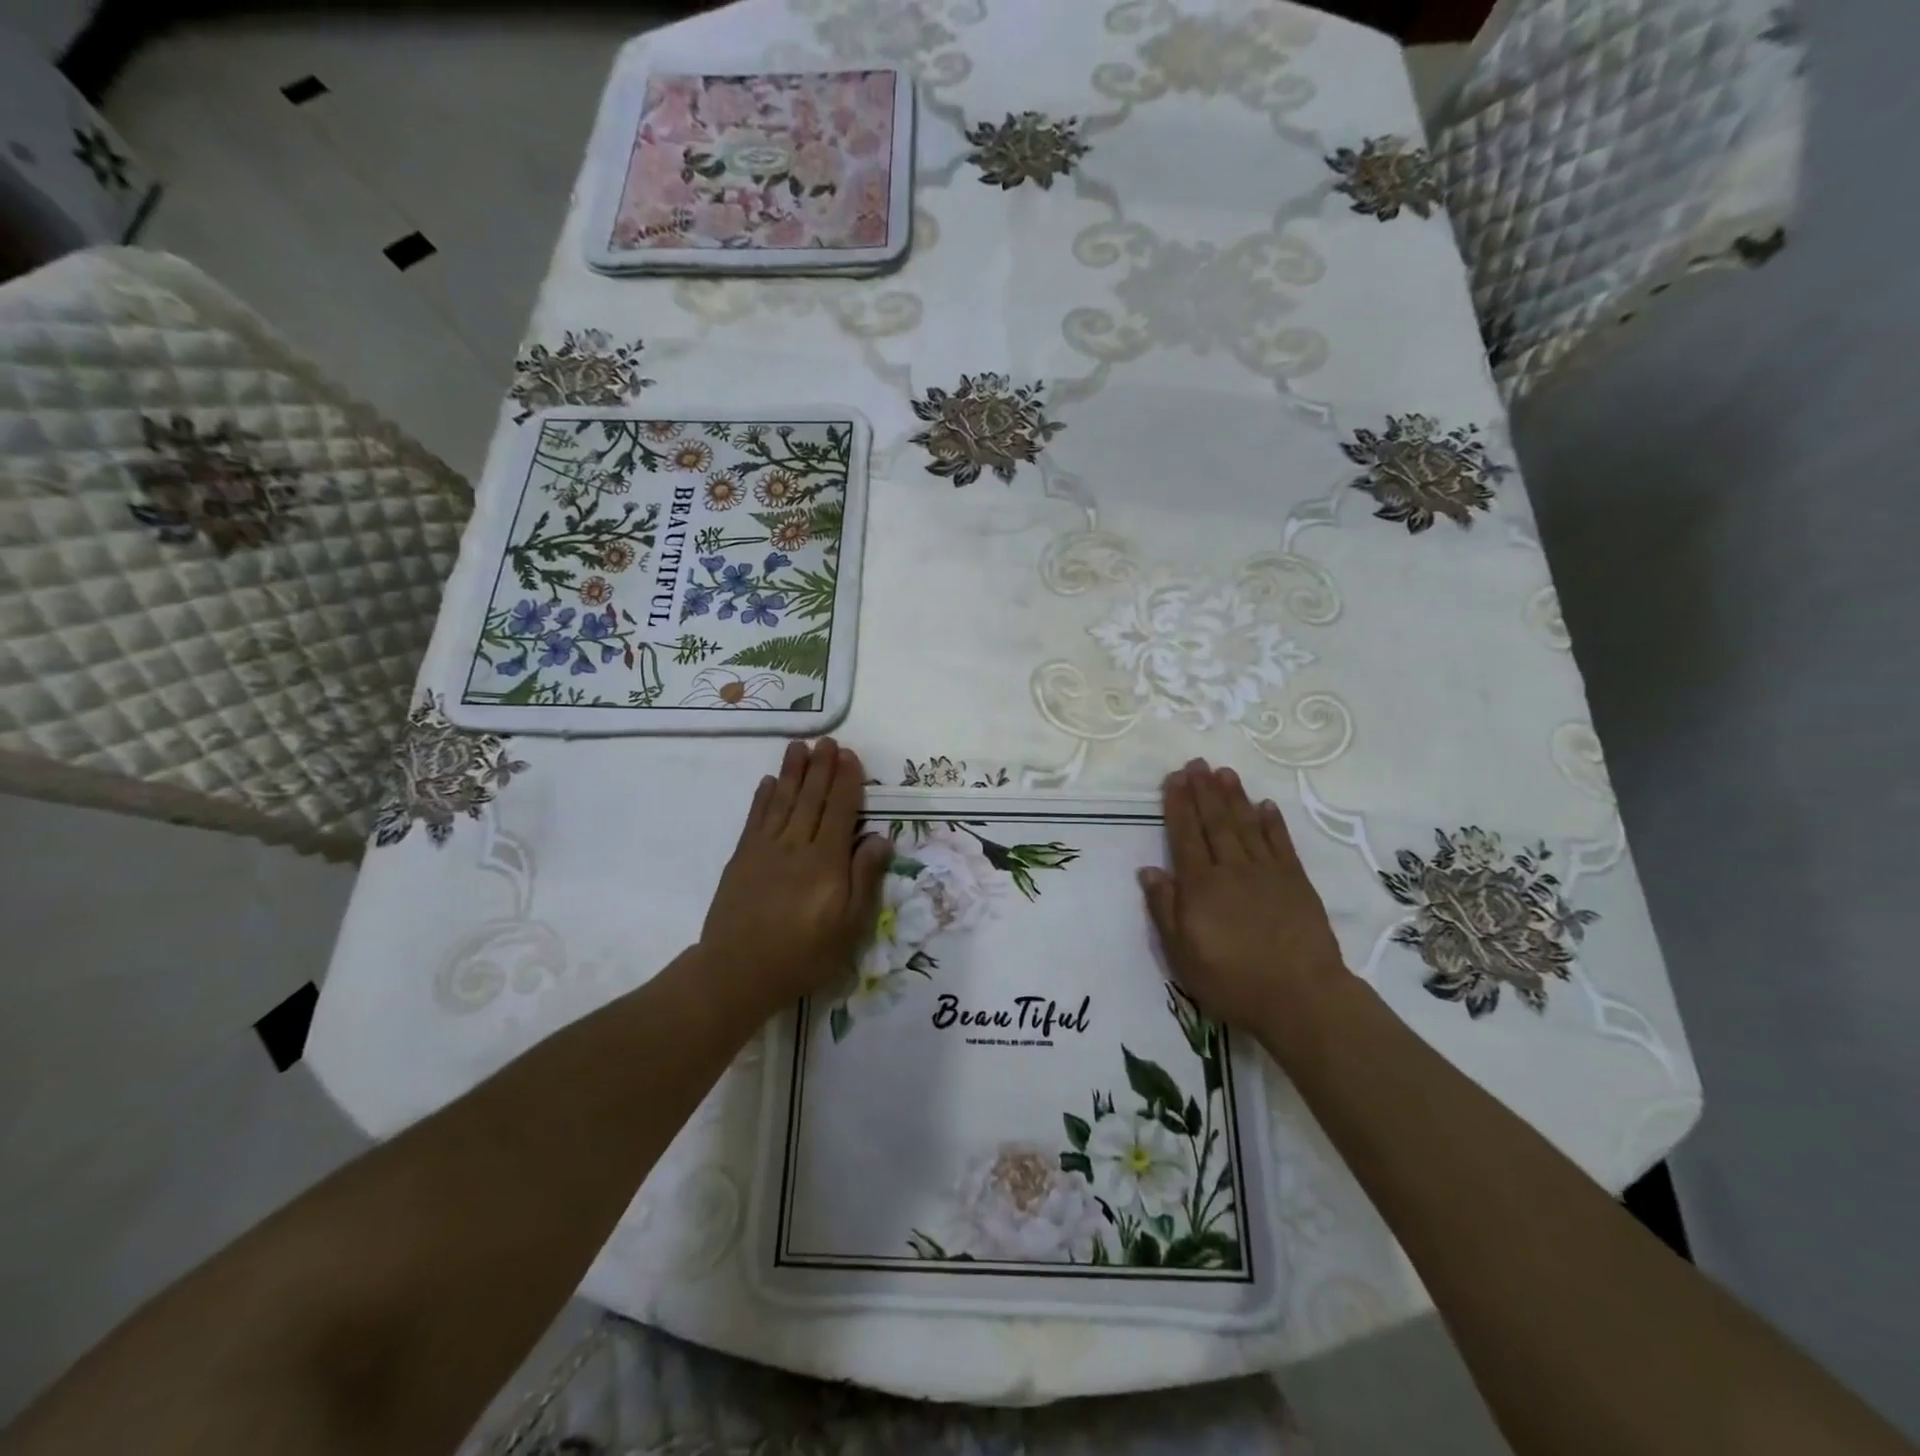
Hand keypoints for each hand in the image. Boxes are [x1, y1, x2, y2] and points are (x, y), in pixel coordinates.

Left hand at [701, 738, 891, 1015]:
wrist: (738, 972)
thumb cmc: (803, 954)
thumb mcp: (849, 926)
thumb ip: (865, 878)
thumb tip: (881, 838)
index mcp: (827, 861)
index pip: (841, 810)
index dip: (847, 781)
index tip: (850, 755)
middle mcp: (797, 845)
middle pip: (812, 798)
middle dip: (822, 767)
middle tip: (827, 740)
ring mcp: (765, 849)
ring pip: (783, 800)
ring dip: (793, 771)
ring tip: (799, 745)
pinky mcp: (742, 857)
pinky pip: (755, 818)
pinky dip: (763, 797)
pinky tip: (769, 781)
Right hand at [1138, 760, 1347, 1043]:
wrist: (1301, 997)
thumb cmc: (1232, 980)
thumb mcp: (1182, 955)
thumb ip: (1165, 909)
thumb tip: (1149, 870)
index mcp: (1200, 886)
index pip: (1184, 836)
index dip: (1177, 805)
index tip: (1174, 778)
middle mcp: (1231, 869)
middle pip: (1214, 822)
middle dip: (1203, 790)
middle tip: (1197, 763)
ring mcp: (1267, 873)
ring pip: (1246, 825)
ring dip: (1234, 797)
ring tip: (1225, 772)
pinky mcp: (1296, 882)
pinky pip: (1281, 844)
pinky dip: (1272, 823)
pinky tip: (1265, 806)